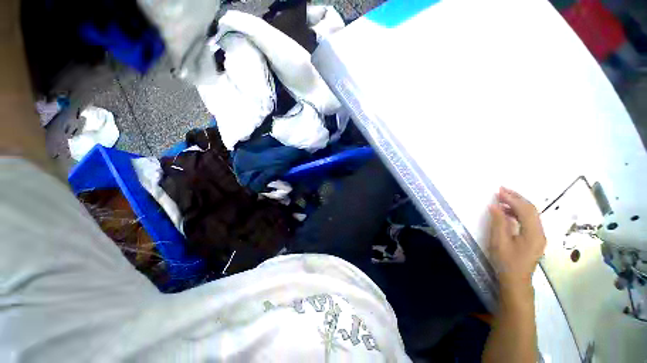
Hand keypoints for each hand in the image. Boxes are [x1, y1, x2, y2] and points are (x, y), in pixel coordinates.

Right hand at [488, 187, 545, 290]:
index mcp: (533, 233)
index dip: (512, 198)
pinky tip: (508, 211)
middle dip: (517, 197)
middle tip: (501, 190)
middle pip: (531, 209)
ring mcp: (539, 235)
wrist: (516, 280)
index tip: (499, 191)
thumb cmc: (506, 262)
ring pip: (531, 214)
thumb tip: (495, 206)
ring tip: (502, 198)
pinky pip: (529, 220)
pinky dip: (519, 212)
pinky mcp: (535, 238)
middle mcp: (540, 232)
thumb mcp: (499, 242)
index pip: (525, 210)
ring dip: (518, 204)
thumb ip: (498, 223)